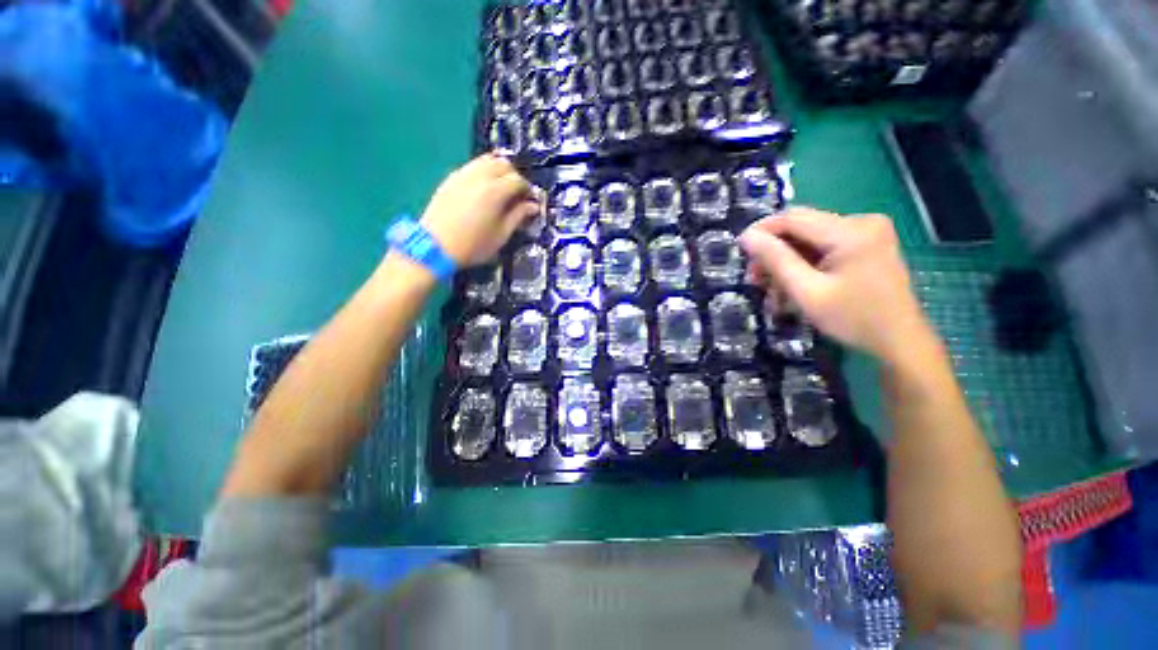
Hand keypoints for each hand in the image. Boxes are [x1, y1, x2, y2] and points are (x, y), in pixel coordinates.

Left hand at [421, 153, 542, 265]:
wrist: (435, 247)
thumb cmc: (473, 245)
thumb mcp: (501, 235)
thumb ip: (518, 216)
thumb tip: (533, 206)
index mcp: (495, 191)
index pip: (518, 180)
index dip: (528, 189)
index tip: (530, 201)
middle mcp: (479, 176)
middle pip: (503, 163)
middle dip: (514, 176)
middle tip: (517, 194)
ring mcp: (462, 175)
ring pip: (486, 160)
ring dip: (498, 170)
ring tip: (501, 190)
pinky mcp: (451, 179)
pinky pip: (472, 167)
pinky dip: (483, 172)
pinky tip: (483, 190)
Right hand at [738, 207, 933, 362]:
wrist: (899, 340)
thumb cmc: (853, 319)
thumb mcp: (807, 292)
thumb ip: (776, 260)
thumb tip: (746, 236)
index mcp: (851, 231)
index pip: (793, 218)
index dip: (761, 230)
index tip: (739, 250)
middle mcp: (861, 221)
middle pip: (801, 227)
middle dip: (774, 251)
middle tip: (755, 278)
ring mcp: (867, 231)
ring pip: (809, 238)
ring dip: (787, 260)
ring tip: (773, 288)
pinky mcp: (867, 243)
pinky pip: (824, 246)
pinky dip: (805, 263)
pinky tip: (795, 284)